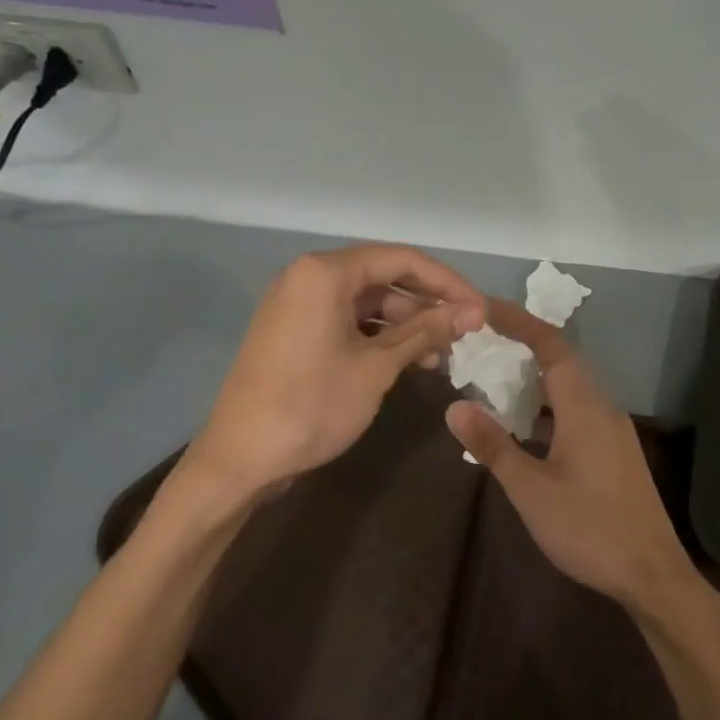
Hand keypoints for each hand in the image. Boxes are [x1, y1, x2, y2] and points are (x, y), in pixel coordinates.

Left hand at [170, 245, 484, 519]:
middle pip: (383, 278)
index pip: (402, 260)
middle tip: (464, 334)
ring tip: (440, 356)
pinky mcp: (293, 332)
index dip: (447, 283)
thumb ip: (425, 331)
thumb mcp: (377, 367)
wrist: (240, 459)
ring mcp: (297, 305)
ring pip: (366, 302)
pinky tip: (406, 362)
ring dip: (405, 325)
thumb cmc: (313, 405)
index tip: (480, 310)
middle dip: (427, 305)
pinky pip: (345, 321)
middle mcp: (308, 277)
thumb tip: (472, 312)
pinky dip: (377, 337)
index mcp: (325, 273)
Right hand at [445, 301, 707, 620]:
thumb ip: (493, 445)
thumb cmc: (588, 528)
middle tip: (482, 339)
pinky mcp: (614, 451)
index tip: (485, 308)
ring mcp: (612, 430)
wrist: (651, 573)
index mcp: (584, 406)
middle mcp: (602, 407)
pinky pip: (577, 409)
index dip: (519, 321)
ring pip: (570, 387)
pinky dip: (547, 405)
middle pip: (563, 360)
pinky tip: (524, 424)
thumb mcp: (531, 489)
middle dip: (523, 344)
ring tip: (495, 375)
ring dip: (535, 376)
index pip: (551, 345)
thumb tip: (455, 407)